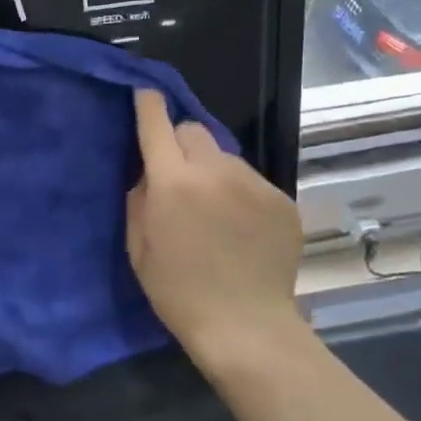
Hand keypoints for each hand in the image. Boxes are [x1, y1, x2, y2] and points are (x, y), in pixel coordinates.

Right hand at [126, 89, 303, 374]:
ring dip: (211, 170)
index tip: (145, 95)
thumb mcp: (138, 246)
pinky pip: (251, 181)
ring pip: (224, 156)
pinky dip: (239, 193)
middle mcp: (215, 172)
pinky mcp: (281, 199)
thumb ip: (139, 198)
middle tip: (178, 176)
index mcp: (173, 182)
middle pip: (193, 130)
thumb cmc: (177, 291)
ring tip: (213, 209)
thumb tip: (148, 172)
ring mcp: (254, 184)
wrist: (245, 325)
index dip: (148, 105)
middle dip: (179, 143)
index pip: (157, 124)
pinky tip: (239, 227)